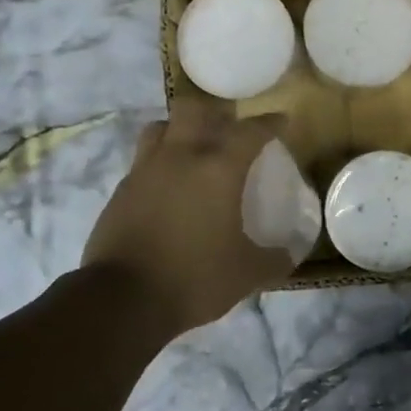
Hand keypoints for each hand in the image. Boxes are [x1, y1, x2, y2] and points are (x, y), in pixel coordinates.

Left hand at [83, 103, 295, 337]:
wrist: (122, 300)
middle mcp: (179, 158)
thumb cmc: (194, 279)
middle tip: (228, 128)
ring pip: (160, 128)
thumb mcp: (246, 275)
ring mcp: (144, 171)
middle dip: (214, 112)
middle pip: (194, 109)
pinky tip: (167, 188)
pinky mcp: (120, 192)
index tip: (280, 122)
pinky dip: (159, 164)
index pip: (249, 131)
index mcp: (217, 169)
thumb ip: (273, 259)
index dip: (269, 123)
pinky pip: (142, 162)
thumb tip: (289, 253)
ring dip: (179, 130)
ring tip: (192, 150)